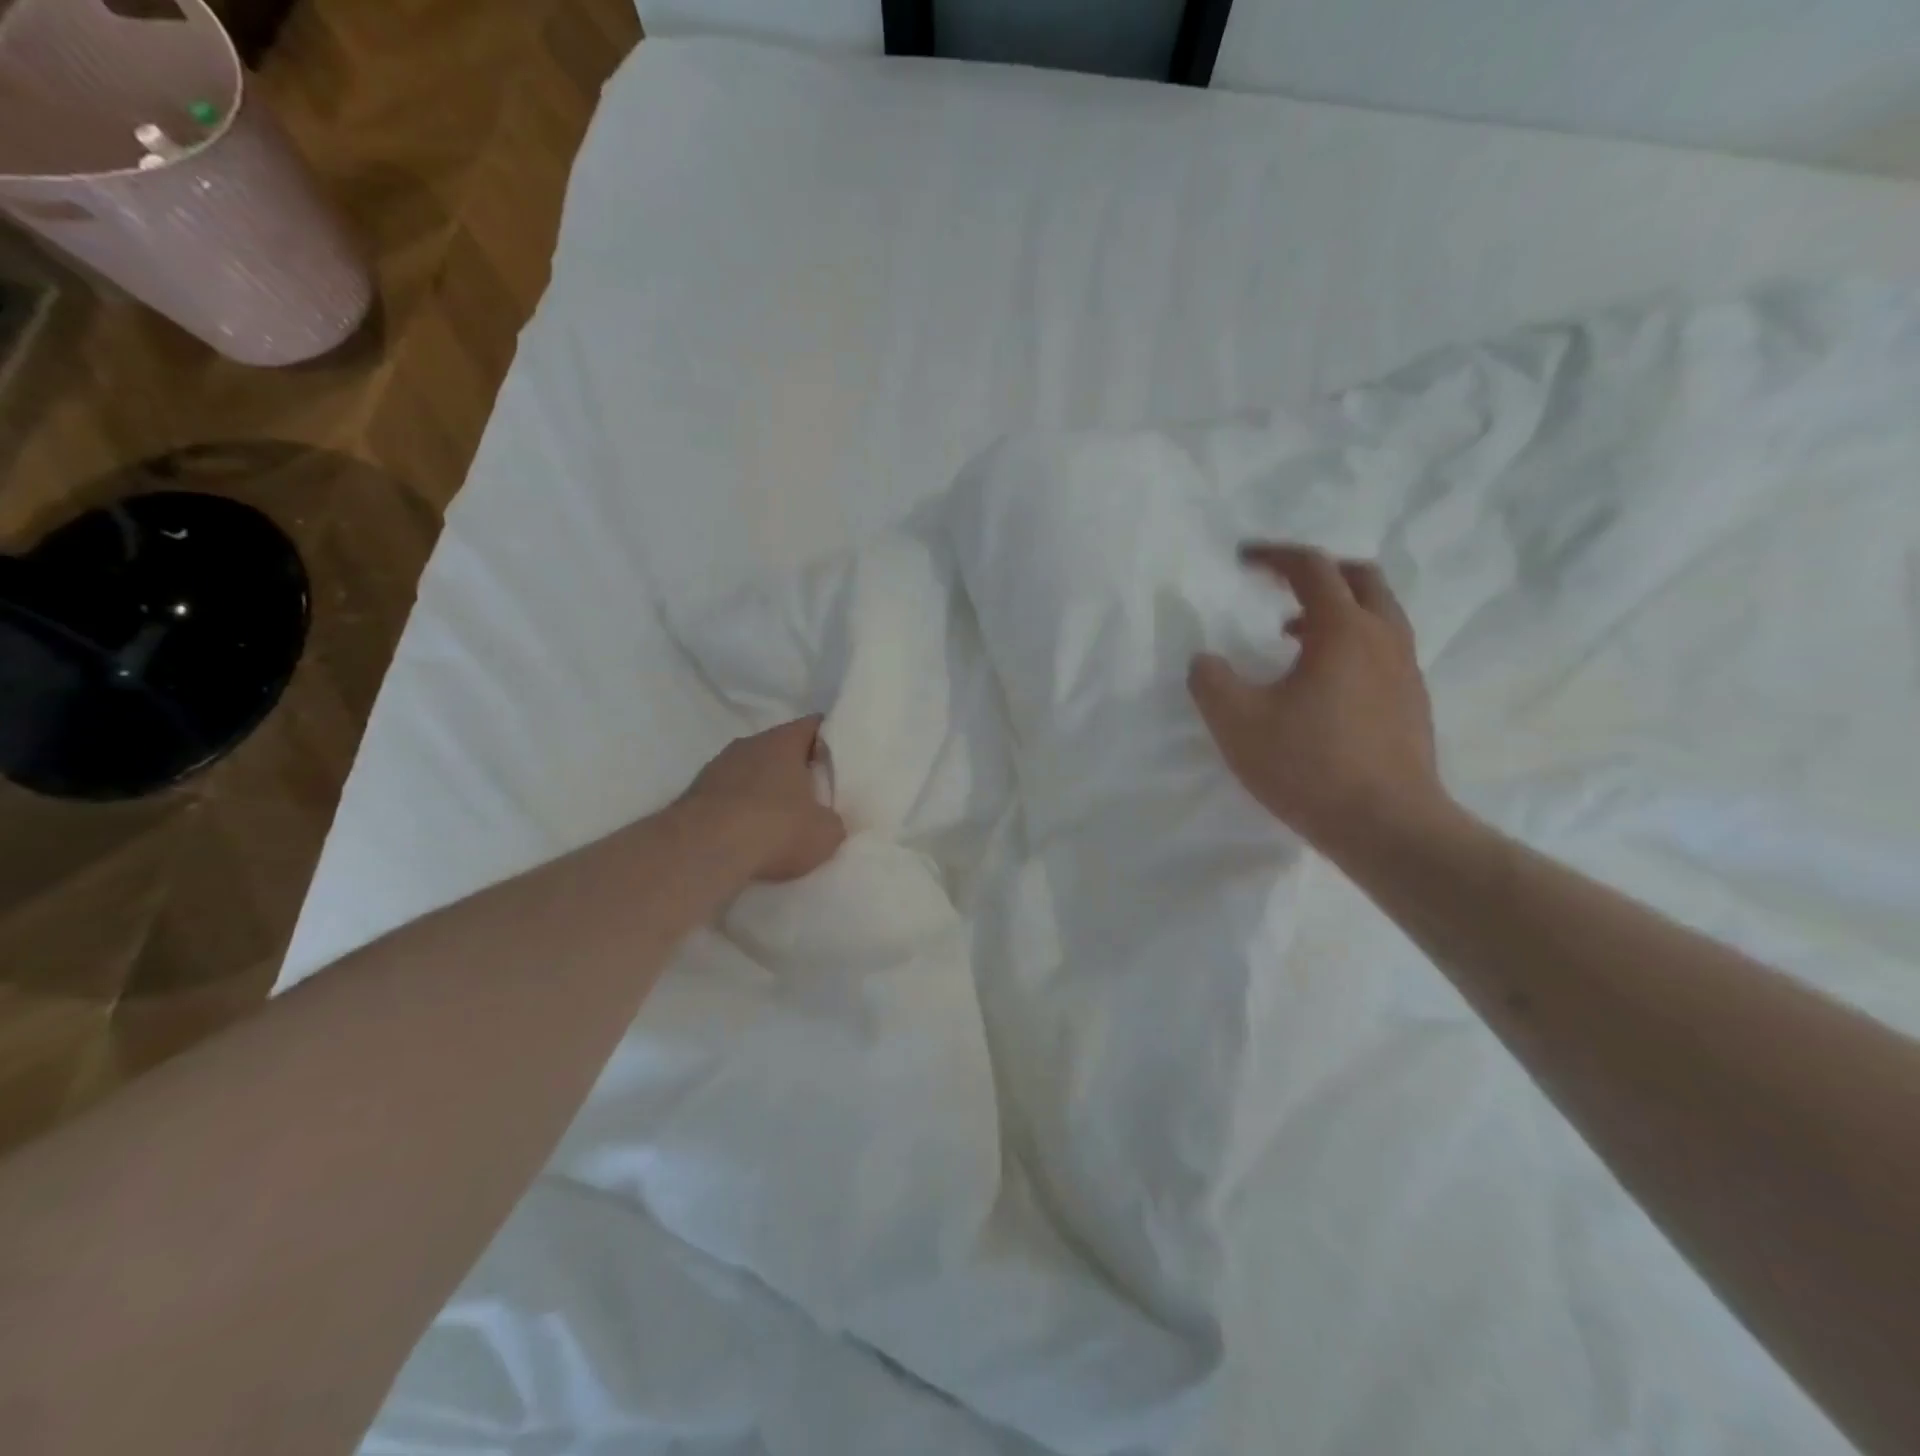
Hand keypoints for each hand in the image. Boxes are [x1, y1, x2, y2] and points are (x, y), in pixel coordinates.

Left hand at [681, 716, 846, 882]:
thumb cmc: (776, 828)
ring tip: (780, 818)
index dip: (831, 738)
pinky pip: (727, 795)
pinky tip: (748, 833)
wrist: (703, 852)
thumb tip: (826, 822)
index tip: (842, 756)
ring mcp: (716, 767)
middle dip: (796, 767)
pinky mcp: (694, 794)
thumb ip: (832, 820)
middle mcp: (749, 744)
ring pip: (750, 771)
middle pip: (780, 748)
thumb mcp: (825, 833)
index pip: (814, 725)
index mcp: (784, 741)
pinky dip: (739, 809)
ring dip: (764, 788)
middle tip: (816, 791)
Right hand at [1188, 544, 1446, 857]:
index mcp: (1343, 630)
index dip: (1274, 556)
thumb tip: (1205, 661)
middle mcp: (1383, 638)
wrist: (1388, 826)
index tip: (1244, 559)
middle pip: (1360, 578)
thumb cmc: (1308, 766)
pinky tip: (1322, 683)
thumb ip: (1210, 682)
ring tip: (1294, 634)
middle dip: (1317, 572)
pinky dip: (1352, 642)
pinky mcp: (1412, 703)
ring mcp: (1406, 671)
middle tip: (1281, 585)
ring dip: (1336, 609)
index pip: (1311, 568)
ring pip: (1378, 614)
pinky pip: (1383, 649)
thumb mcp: (1237, 723)